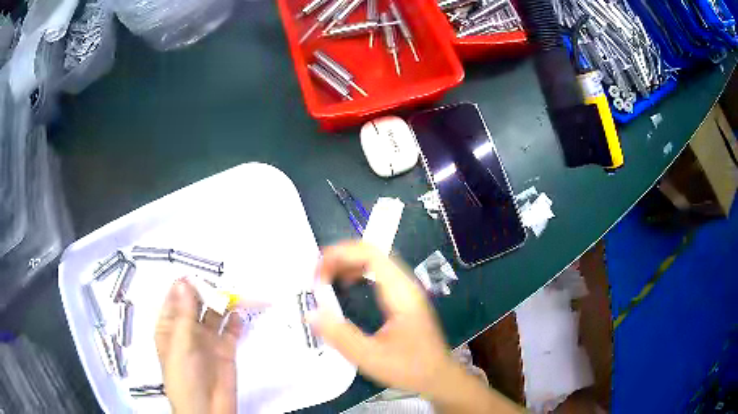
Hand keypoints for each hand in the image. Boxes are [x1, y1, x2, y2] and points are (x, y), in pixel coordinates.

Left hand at [155, 279, 242, 413]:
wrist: (207, 410)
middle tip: (223, 285)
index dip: (186, 285)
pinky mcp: (226, 350)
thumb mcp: (179, 344)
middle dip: (210, 292)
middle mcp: (189, 329)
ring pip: (216, 314)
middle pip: (199, 303)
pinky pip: (232, 330)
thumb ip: (183, 314)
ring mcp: (208, 339)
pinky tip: (241, 315)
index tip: (199, 275)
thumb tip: (184, 282)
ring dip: (225, 304)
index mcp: (171, 326)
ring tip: (237, 295)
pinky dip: (236, 321)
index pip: (176, 298)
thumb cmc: (184, 377)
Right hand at [309, 242, 520, 412]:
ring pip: (375, 262)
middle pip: (372, 253)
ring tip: (326, 278)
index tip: (318, 272)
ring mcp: (407, 290)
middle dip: (341, 257)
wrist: (438, 377)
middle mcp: (406, 285)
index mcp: (401, 294)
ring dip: (348, 264)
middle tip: (317, 275)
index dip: (341, 255)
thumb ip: (340, 336)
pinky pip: (379, 274)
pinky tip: (346, 286)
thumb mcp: (370, 357)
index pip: (370, 255)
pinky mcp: (404, 298)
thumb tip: (311, 312)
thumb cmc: (409, 368)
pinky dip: (358, 273)